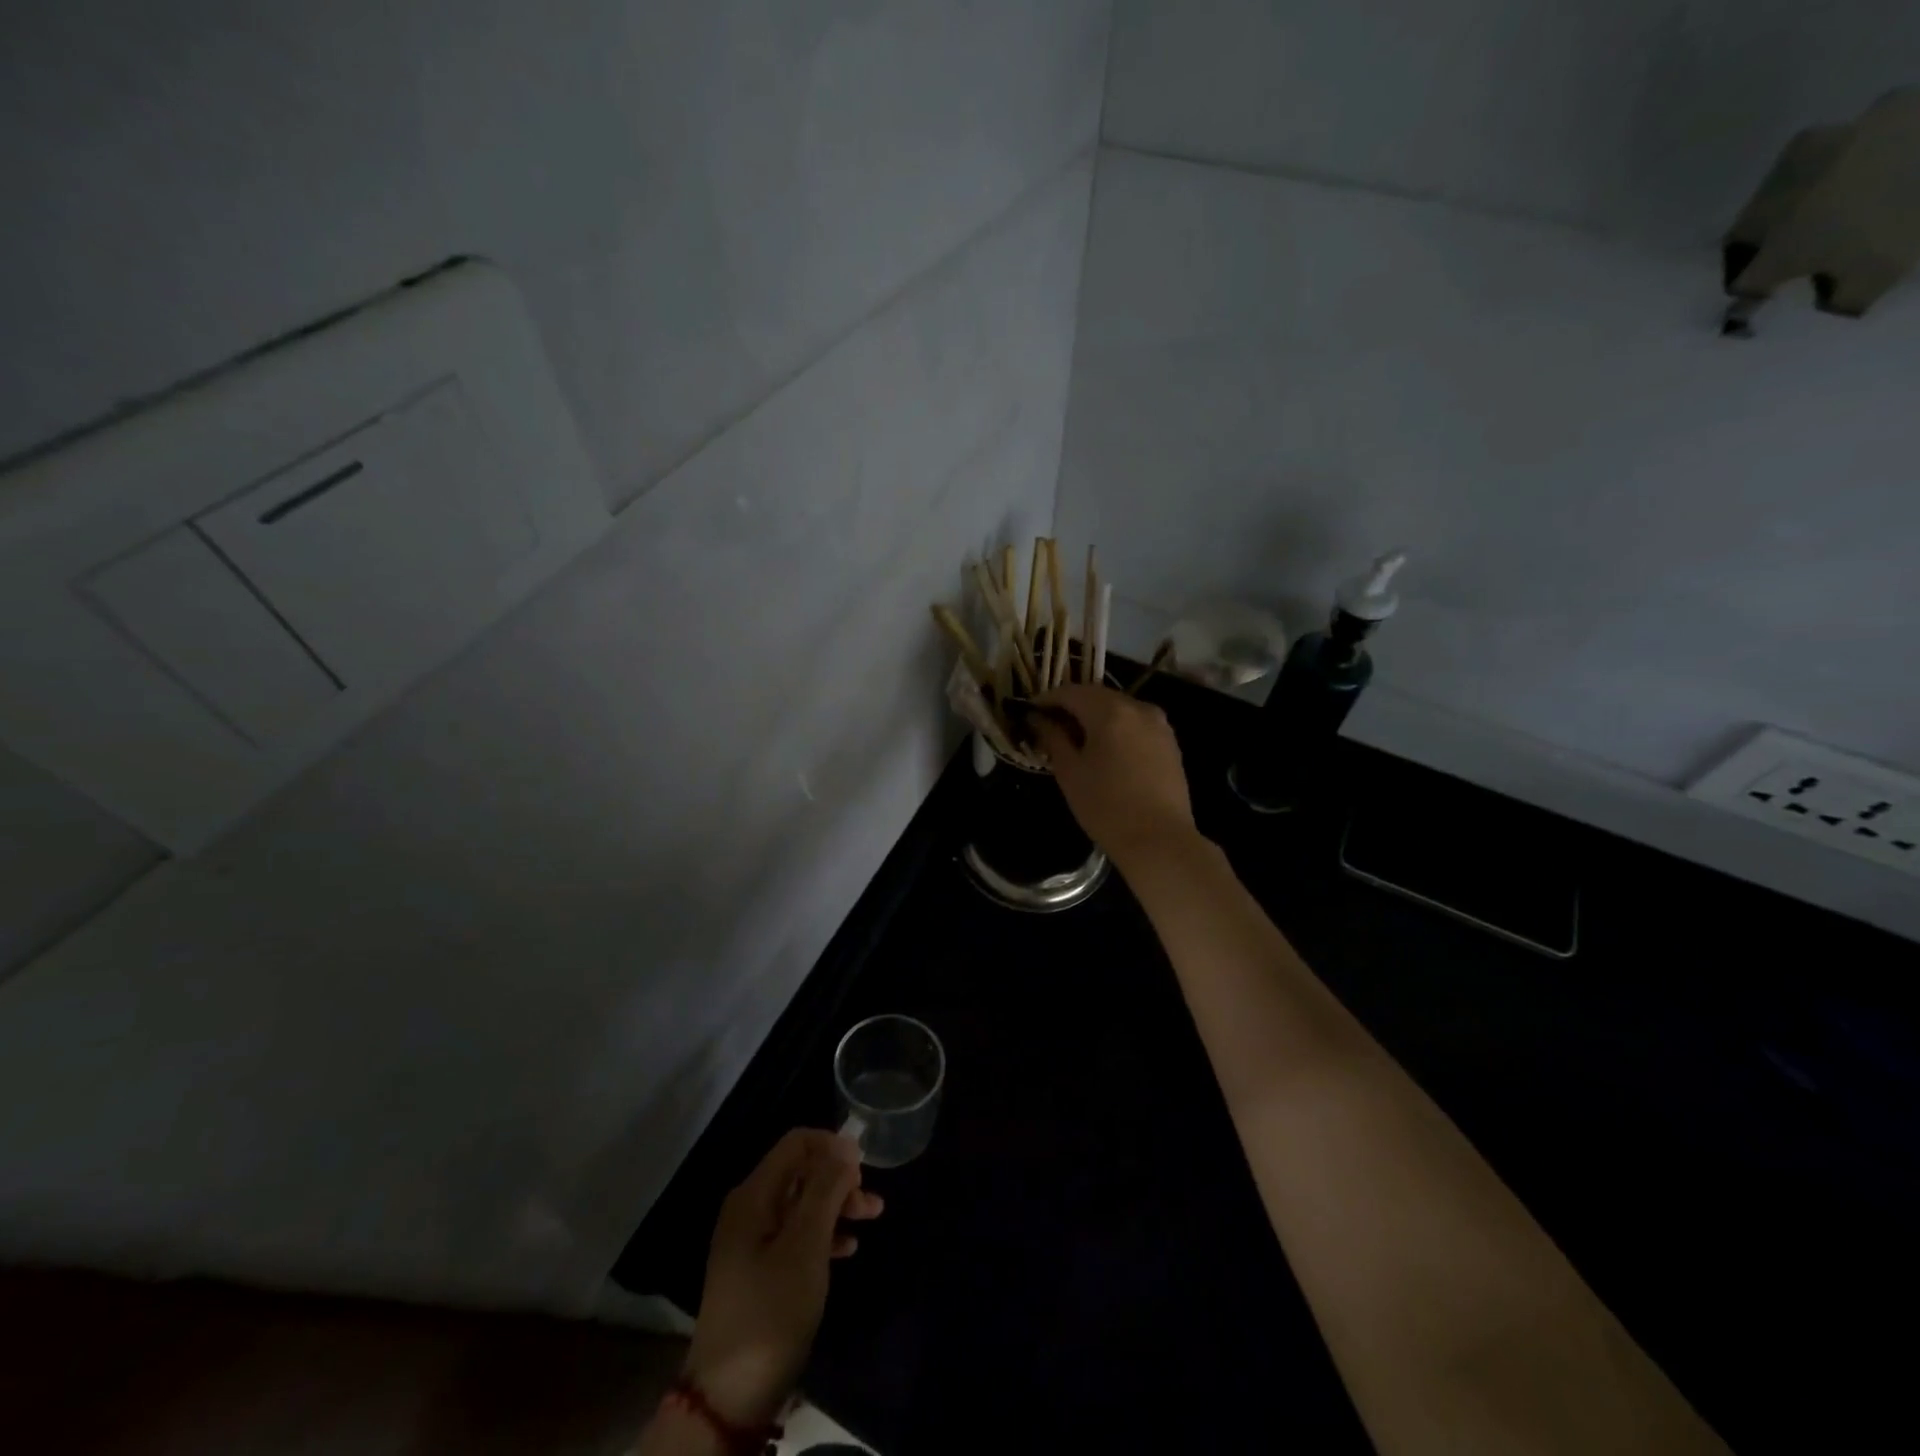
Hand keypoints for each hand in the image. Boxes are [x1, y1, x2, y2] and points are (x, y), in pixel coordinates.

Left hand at [681, 1129, 883, 1426]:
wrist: (729, 1397)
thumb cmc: (771, 1310)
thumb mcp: (806, 1246)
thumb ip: (825, 1189)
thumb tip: (845, 1144)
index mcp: (753, 1195)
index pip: (796, 1143)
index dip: (832, 1146)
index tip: (864, 1167)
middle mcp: (749, 1208)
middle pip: (801, 1172)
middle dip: (839, 1179)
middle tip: (871, 1202)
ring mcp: (751, 1241)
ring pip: (802, 1204)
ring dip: (836, 1206)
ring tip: (871, 1219)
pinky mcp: (758, 1270)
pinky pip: (796, 1234)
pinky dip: (823, 1234)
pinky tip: (847, 1249)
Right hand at [1032, 684, 1196, 866]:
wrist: (1159, 841)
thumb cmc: (1106, 807)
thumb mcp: (1070, 772)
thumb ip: (1052, 738)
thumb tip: (1037, 719)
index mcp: (1110, 711)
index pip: (1070, 692)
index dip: (1047, 699)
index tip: (1029, 712)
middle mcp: (1138, 707)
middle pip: (1097, 696)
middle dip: (1072, 706)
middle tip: (1049, 725)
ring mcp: (1159, 724)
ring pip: (1118, 709)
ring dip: (1095, 716)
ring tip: (1076, 739)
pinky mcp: (1170, 742)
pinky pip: (1135, 724)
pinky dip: (1116, 728)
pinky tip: (1105, 750)